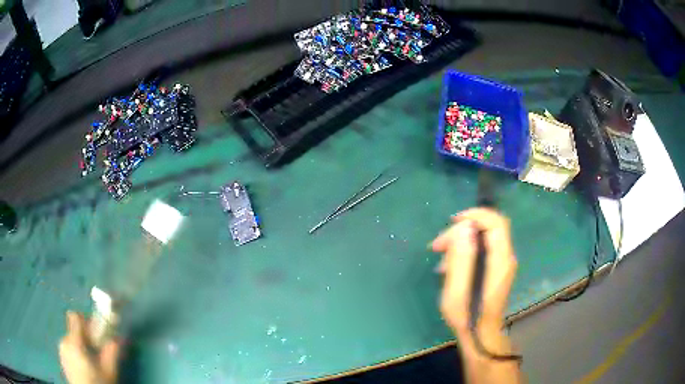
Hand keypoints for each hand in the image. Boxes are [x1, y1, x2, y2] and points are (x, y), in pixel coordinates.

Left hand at [59, 311, 120, 383]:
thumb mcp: (109, 372)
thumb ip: (111, 353)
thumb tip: (117, 337)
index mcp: (73, 342)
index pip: (75, 316)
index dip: (87, 321)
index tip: (98, 333)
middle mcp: (64, 341)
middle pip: (74, 330)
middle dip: (86, 337)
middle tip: (98, 352)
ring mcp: (61, 351)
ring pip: (71, 340)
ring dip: (82, 345)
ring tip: (92, 362)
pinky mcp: (62, 359)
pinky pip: (68, 349)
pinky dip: (77, 353)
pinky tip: (85, 368)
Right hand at [432, 208, 516, 332]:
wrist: (481, 336)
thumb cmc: (467, 319)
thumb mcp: (456, 294)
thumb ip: (460, 261)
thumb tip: (462, 229)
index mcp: (500, 261)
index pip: (496, 222)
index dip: (476, 215)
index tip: (452, 222)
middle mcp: (506, 257)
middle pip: (488, 227)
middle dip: (461, 230)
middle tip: (437, 246)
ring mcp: (502, 262)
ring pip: (483, 237)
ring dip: (460, 242)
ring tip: (440, 261)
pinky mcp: (496, 267)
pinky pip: (481, 248)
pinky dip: (464, 250)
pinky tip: (449, 267)